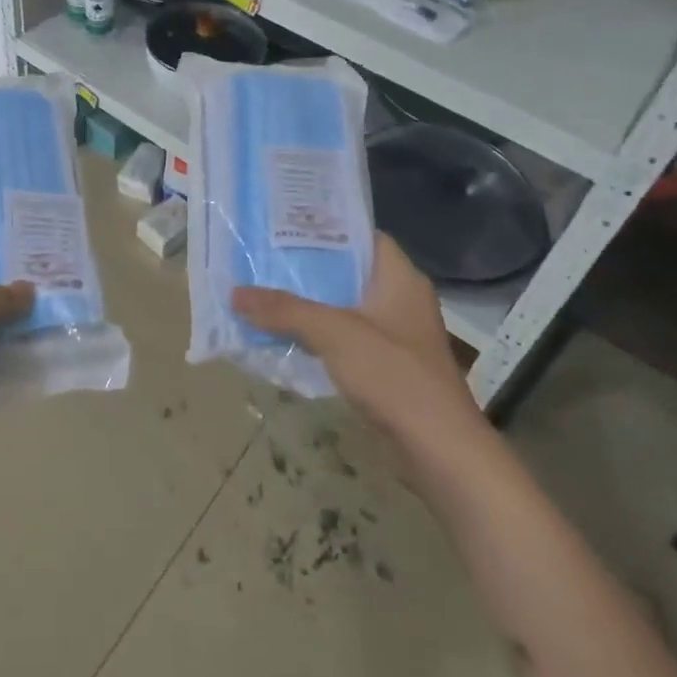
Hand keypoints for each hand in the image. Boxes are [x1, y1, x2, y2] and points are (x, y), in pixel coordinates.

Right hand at [233, 233, 483, 446]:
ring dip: (312, 304)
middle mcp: (402, 299)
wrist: (440, 449)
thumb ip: (285, 310)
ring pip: (346, 307)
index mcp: (400, 278)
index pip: (363, 236)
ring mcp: (398, 335)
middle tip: (265, 260)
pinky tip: (288, 337)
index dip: (327, 228)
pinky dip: (321, 335)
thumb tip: (235, 293)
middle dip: (309, 269)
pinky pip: (349, 338)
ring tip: (266, 294)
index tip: (286, 227)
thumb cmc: (394, 375)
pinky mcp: (390, 366)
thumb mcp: (334, 333)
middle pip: (350, 272)